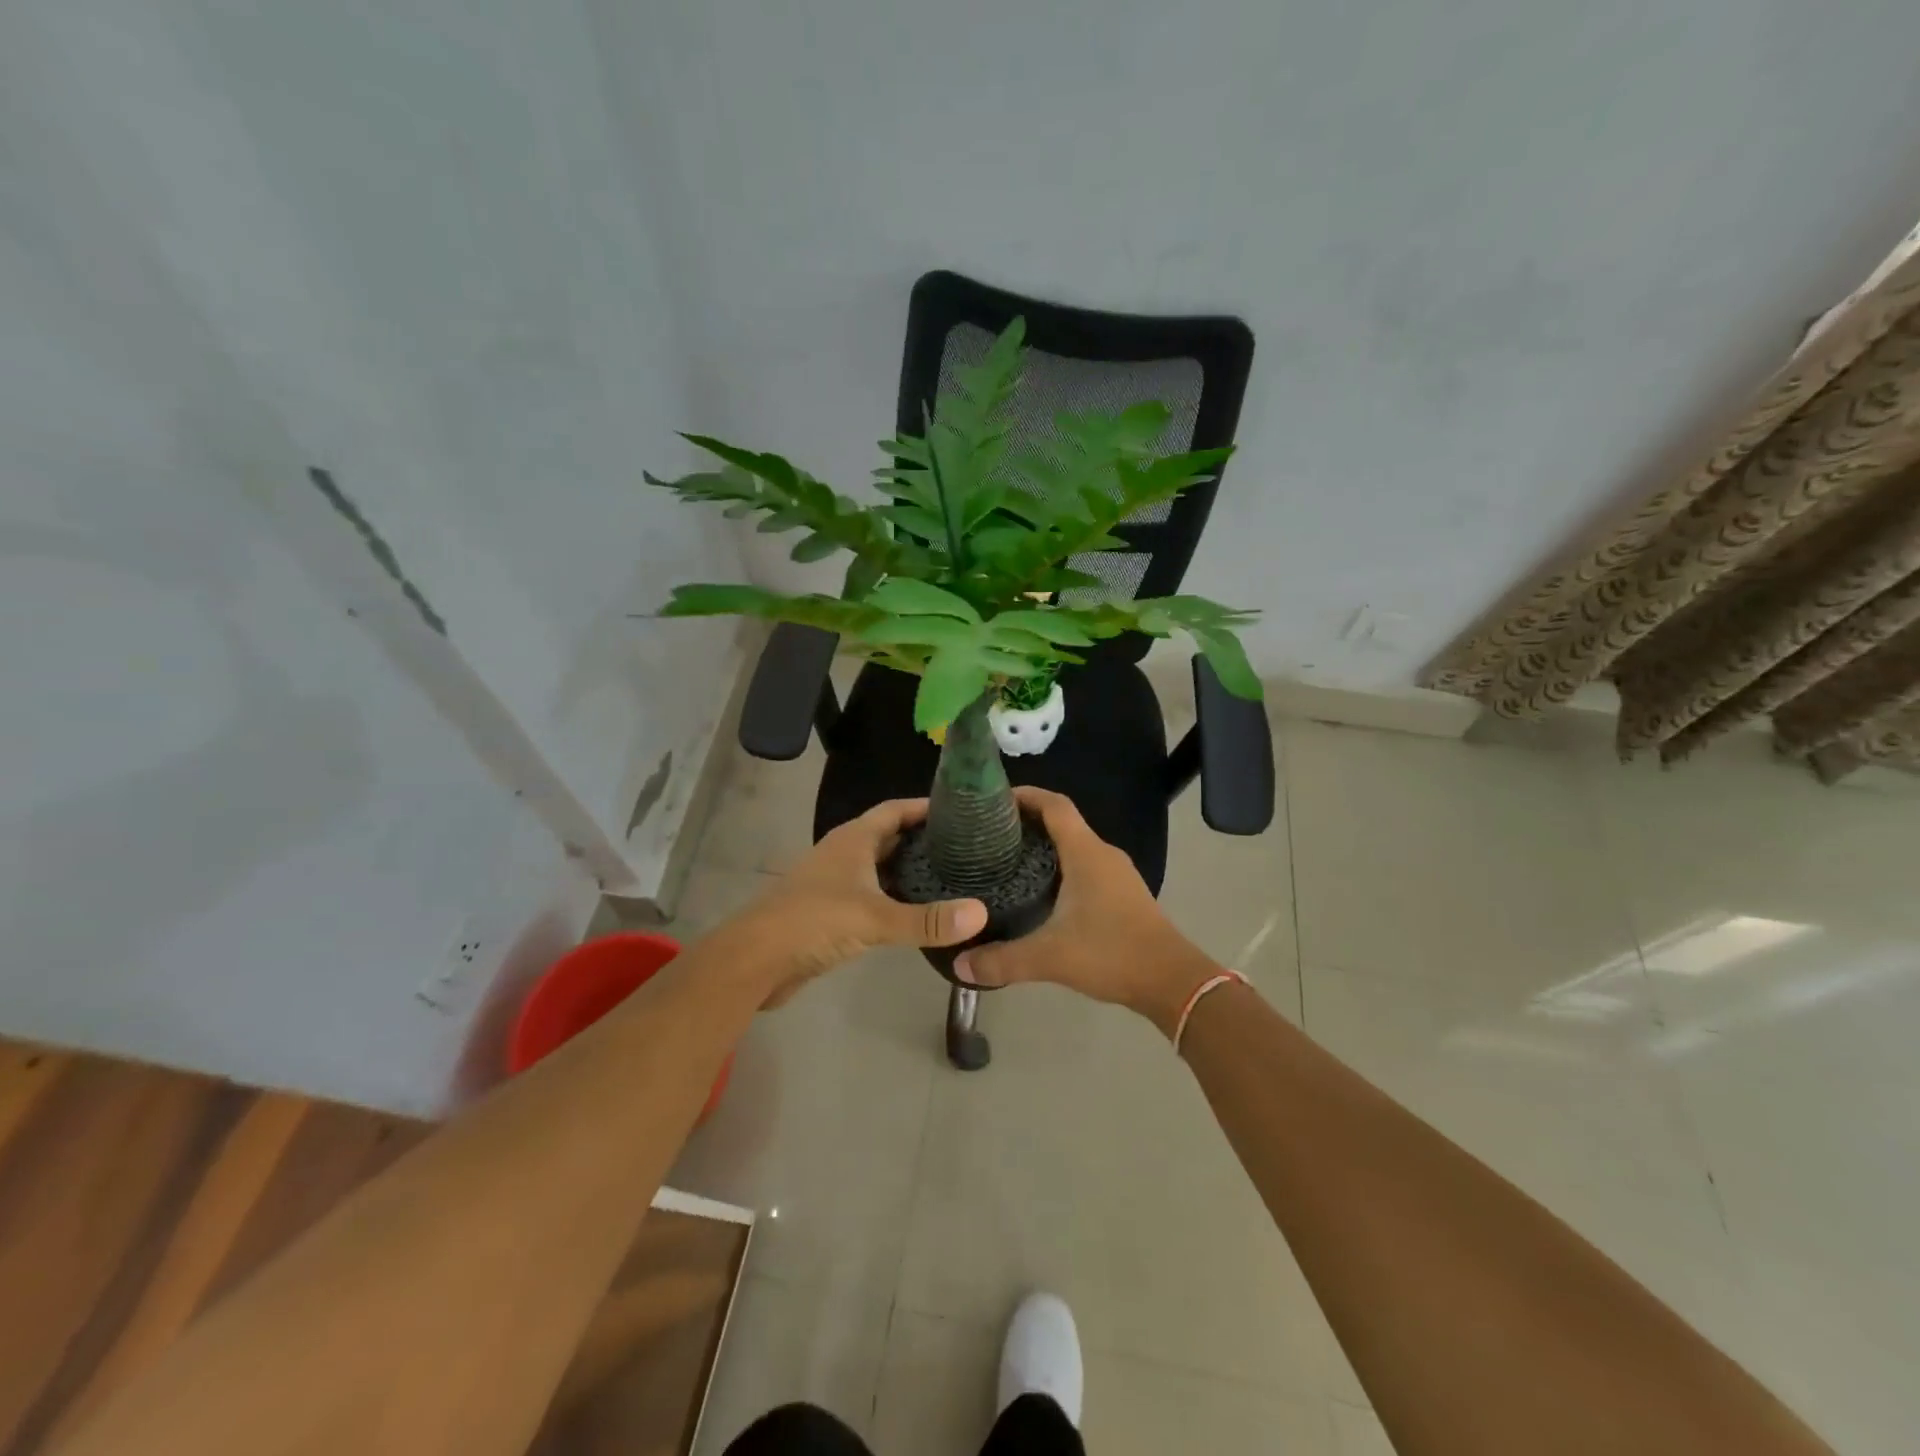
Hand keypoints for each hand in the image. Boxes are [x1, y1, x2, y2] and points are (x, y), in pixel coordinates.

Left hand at [730, 798, 987, 1005]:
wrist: (755, 960)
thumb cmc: (813, 921)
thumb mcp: (875, 918)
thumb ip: (927, 920)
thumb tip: (980, 913)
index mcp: (853, 840)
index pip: (894, 810)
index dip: (924, 807)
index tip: (960, 810)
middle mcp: (844, 854)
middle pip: (889, 837)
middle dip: (922, 839)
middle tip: (965, 848)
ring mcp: (835, 883)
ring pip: (880, 868)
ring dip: (909, 870)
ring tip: (951, 877)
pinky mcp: (830, 912)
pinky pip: (871, 895)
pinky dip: (894, 897)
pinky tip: (917, 912)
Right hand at [953, 786, 1217, 1036]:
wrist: (1171, 980)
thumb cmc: (1112, 953)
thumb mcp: (1050, 957)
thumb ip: (1002, 960)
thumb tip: (959, 965)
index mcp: (1086, 853)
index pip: (1054, 805)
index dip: (1026, 795)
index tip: (993, 799)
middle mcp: (1102, 854)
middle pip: (1063, 822)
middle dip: (1027, 821)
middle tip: (990, 834)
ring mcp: (1117, 873)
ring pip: (1075, 845)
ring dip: (1045, 845)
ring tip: (1008, 859)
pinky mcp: (1123, 893)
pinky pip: (1086, 866)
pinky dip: (1061, 866)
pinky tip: (1040, 891)